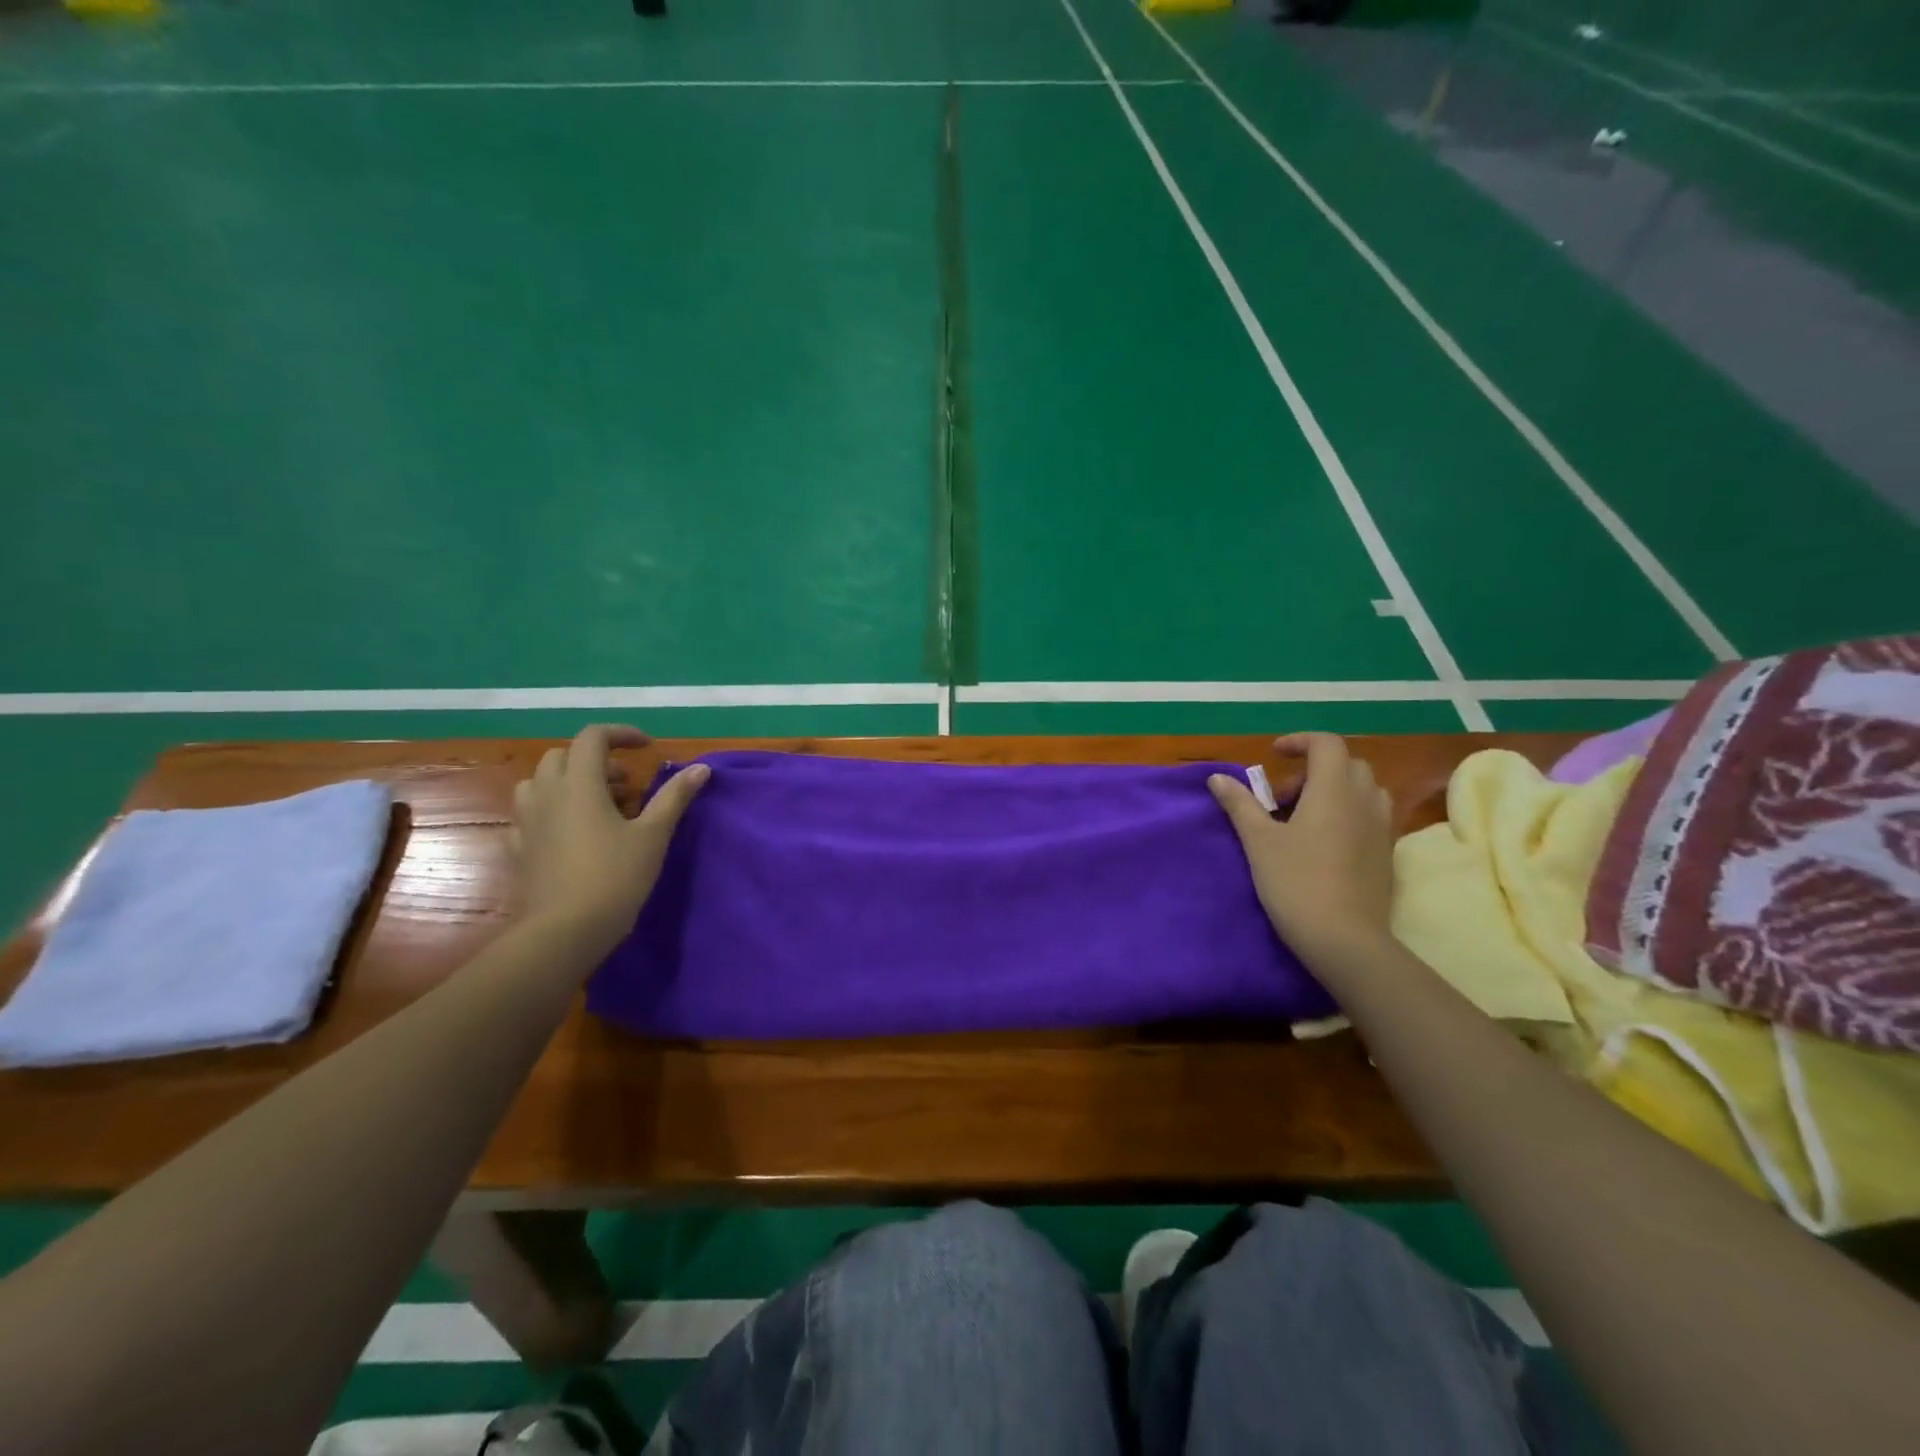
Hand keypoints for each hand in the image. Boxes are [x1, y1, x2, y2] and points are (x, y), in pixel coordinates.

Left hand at [511, 724, 709, 955]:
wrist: (564, 931)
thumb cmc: (615, 876)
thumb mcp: (653, 835)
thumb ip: (674, 796)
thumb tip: (701, 768)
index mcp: (579, 784)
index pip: (592, 737)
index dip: (620, 734)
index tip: (646, 747)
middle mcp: (547, 794)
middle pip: (563, 756)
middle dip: (596, 761)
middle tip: (627, 784)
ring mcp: (527, 822)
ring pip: (540, 783)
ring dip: (570, 783)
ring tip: (600, 806)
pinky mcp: (520, 849)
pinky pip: (532, 816)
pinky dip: (553, 813)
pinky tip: (574, 835)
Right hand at [1209, 733, 1394, 969]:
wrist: (1345, 940)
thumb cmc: (1296, 882)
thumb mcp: (1258, 841)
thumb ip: (1240, 804)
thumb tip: (1217, 777)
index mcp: (1334, 790)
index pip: (1326, 744)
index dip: (1299, 741)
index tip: (1273, 755)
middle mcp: (1365, 801)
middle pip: (1346, 765)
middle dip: (1312, 771)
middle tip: (1281, 798)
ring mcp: (1381, 828)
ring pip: (1361, 791)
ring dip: (1332, 792)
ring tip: (1301, 820)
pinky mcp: (1386, 854)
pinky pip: (1369, 816)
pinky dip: (1345, 814)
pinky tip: (1320, 845)